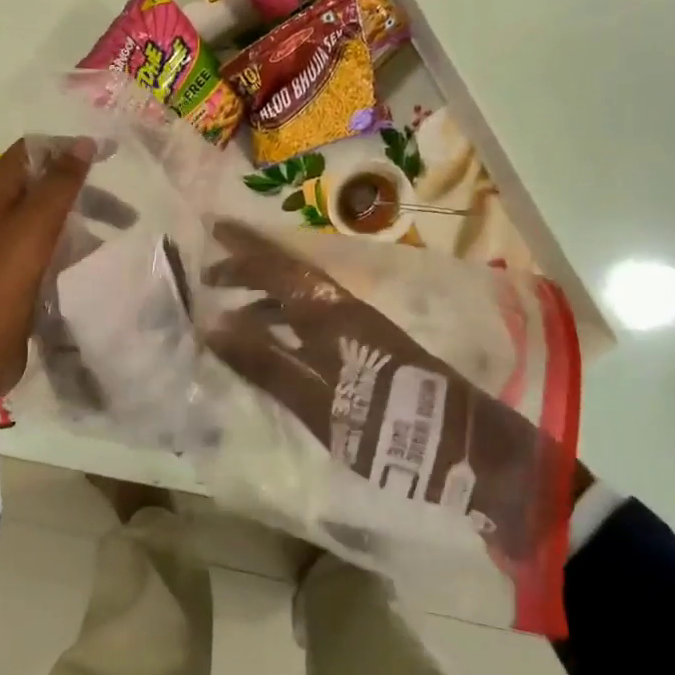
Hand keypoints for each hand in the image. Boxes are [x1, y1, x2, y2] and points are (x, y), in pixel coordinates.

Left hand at [0, 137, 95, 411]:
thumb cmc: (5, 276)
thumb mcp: (36, 223)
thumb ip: (61, 182)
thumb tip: (84, 143)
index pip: (32, 150)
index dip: (68, 147)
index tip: (109, 155)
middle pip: (45, 185)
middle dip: (85, 189)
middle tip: (125, 208)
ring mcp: (7, 245)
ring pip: (51, 218)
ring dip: (84, 218)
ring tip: (122, 233)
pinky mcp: (18, 274)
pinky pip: (50, 248)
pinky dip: (74, 245)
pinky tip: (99, 256)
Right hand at [203, 220, 562, 560]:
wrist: (466, 446)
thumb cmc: (386, 423)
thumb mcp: (317, 401)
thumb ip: (265, 363)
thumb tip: (211, 325)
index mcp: (330, 313)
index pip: (277, 267)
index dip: (243, 247)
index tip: (211, 229)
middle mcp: (345, 308)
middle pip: (290, 275)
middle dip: (249, 269)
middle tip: (209, 276)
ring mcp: (360, 327)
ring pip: (303, 297)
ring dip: (266, 297)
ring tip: (230, 314)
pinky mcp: (369, 347)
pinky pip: (314, 319)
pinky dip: (286, 322)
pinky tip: (275, 345)